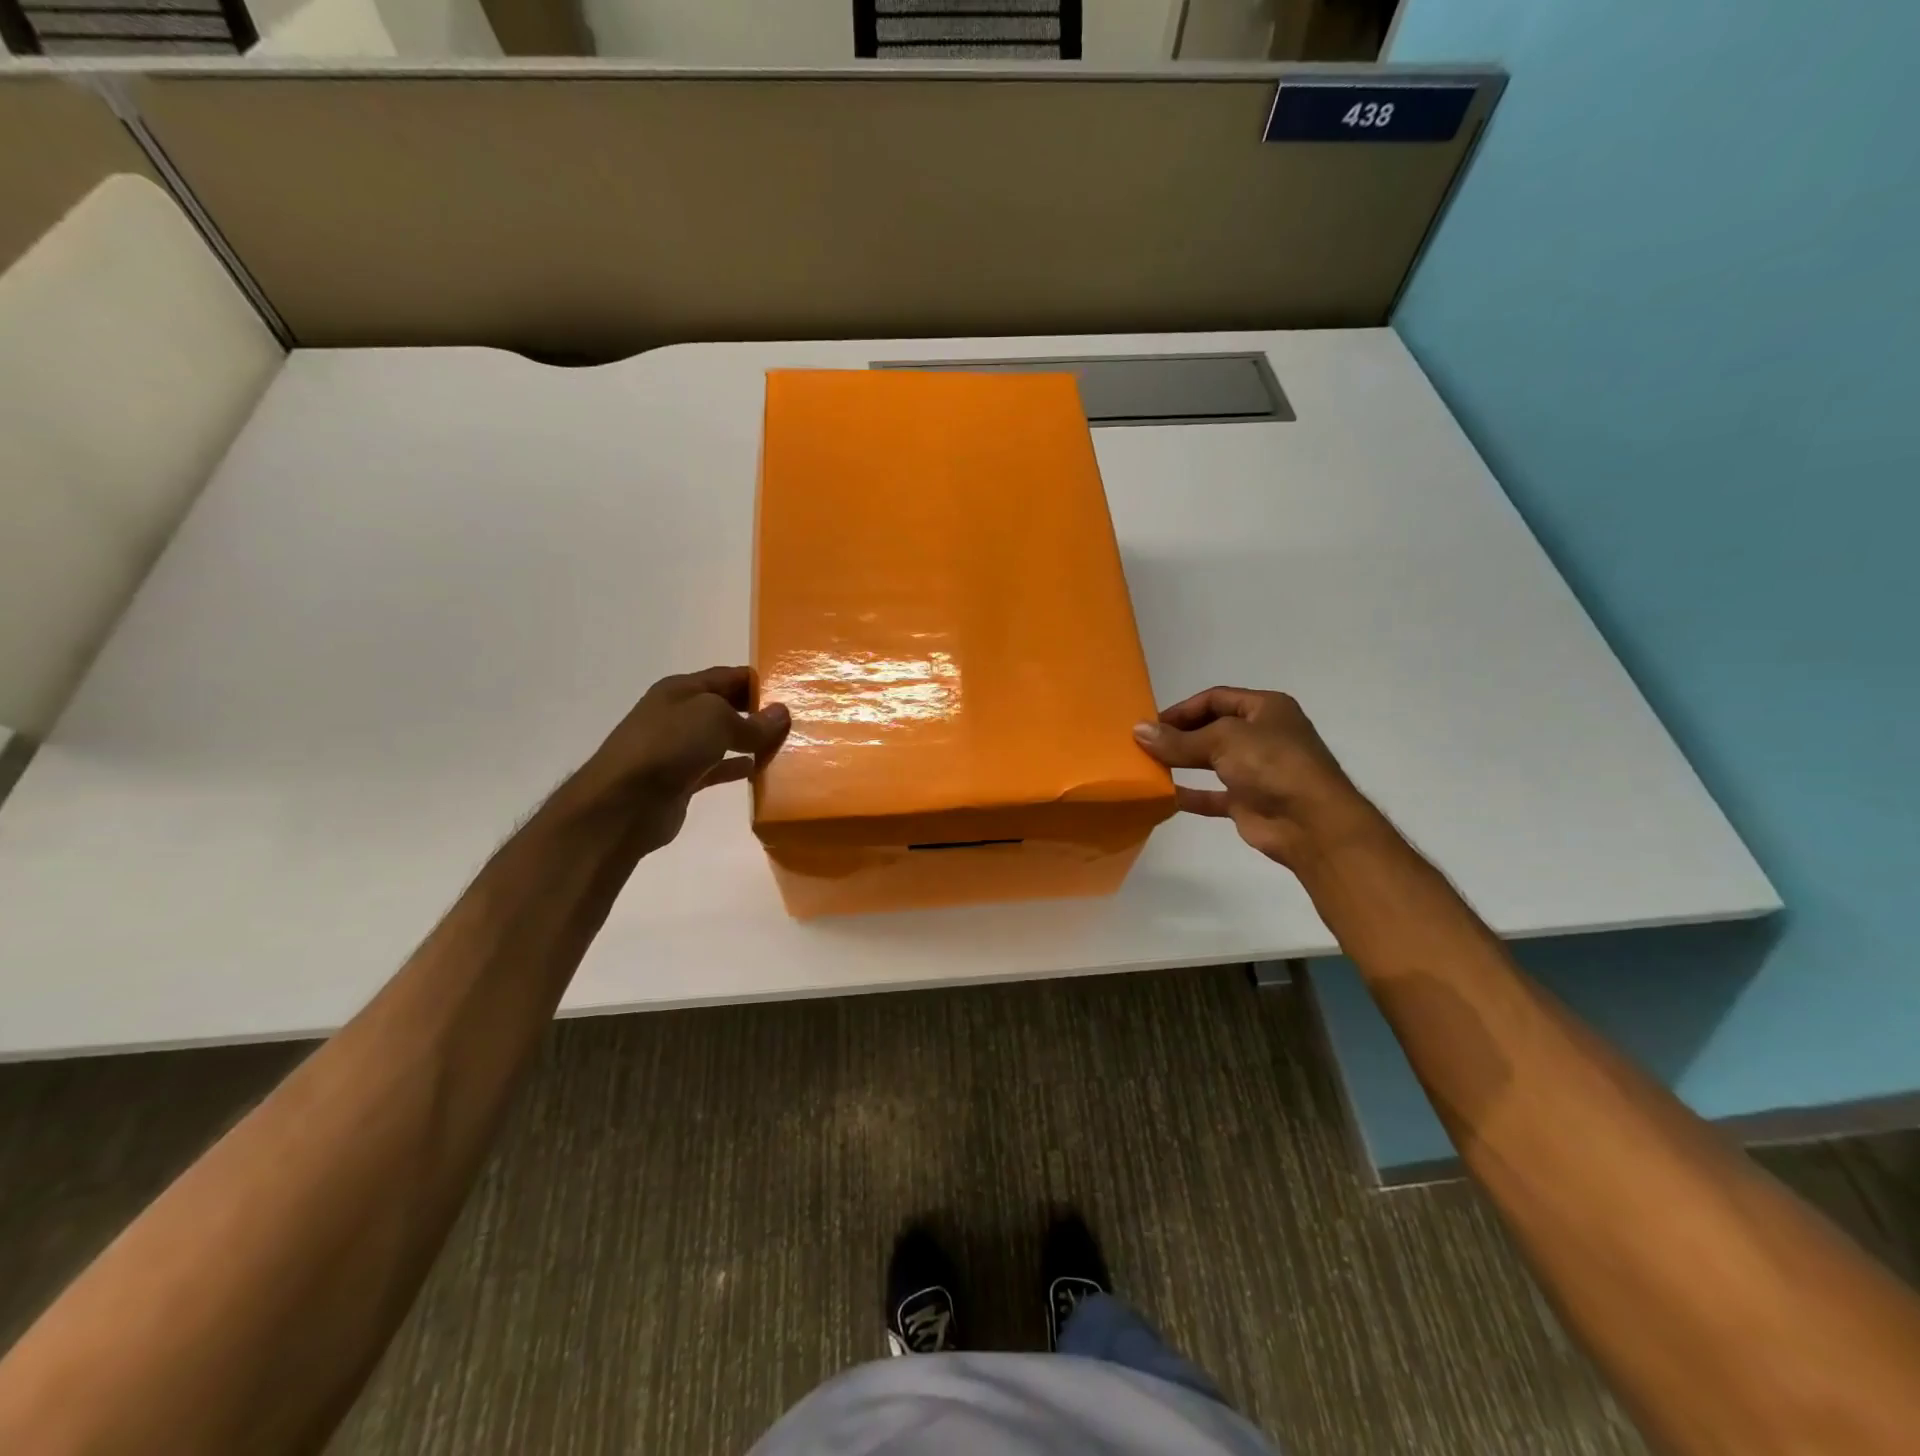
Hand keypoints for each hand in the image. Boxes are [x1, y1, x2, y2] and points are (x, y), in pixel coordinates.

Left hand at [569, 666, 789, 852]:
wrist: (624, 803)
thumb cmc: (669, 746)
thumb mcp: (716, 720)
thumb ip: (752, 721)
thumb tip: (781, 714)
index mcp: (681, 689)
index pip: (728, 676)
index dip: (758, 682)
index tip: (791, 692)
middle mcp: (678, 714)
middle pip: (726, 706)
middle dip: (757, 712)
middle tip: (794, 721)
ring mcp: (678, 749)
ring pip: (723, 739)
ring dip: (750, 741)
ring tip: (784, 746)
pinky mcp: (681, 780)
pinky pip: (717, 768)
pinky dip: (737, 767)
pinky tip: (759, 770)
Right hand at [1132, 687, 1375, 870]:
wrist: (1311, 823)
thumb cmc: (1271, 764)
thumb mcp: (1222, 740)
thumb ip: (1178, 739)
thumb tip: (1138, 731)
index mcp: (1265, 708)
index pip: (1215, 699)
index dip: (1182, 709)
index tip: (1150, 724)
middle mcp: (1262, 735)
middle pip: (1212, 728)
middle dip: (1179, 735)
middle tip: (1144, 744)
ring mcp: (1256, 770)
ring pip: (1211, 760)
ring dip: (1181, 762)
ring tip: (1148, 766)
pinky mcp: (1249, 801)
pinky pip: (1212, 794)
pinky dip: (1190, 794)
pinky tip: (1163, 795)